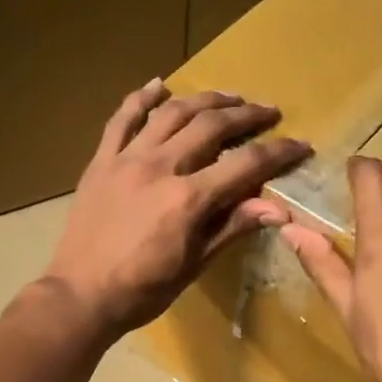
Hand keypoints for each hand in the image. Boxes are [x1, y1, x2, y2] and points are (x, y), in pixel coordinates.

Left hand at [42, 80, 309, 336]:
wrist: (80, 296)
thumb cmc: (143, 290)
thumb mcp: (194, 265)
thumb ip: (232, 228)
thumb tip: (278, 208)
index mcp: (188, 199)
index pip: (245, 164)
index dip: (278, 153)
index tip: (301, 145)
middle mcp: (160, 167)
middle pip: (211, 126)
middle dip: (246, 115)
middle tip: (269, 112)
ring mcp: (126, 159)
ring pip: (172, 114)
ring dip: (205, 99)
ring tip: (229, 97)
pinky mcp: (101, 161)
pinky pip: (122, 120)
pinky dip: (141, 99)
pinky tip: (159, 85)